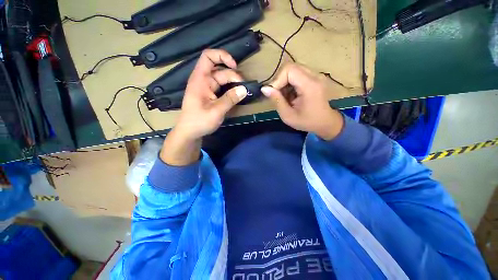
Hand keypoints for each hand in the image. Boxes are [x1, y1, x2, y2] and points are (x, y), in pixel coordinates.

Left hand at [175, 49, 248, 140]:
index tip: (235, 66)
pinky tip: (237, 95)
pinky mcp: (210, 96)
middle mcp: (203, 81)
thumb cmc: (199, 121)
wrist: (190, 133)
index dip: (222, 56)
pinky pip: (222, 88)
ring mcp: (207, 88)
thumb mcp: (216, 111)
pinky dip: (230, 90)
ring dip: (233, 84)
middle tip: (244, 88)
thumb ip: (230, 99)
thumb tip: (244, 89)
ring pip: (222, 80)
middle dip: (233, 76)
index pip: (208, 57)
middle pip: (220, 70)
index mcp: (200, 79)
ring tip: (243, 92)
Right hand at [261, 63, 343, 140]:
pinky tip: (291, 95)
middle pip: (290, 67)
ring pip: (293, 70)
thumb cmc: (307, 122)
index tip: (274, 94)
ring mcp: (316, 75)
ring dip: (284, 82)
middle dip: (280, 81)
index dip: (277, 80)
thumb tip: (264, 88)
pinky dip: (290, 83)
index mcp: (310, 85)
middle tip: (278, 95)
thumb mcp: (288, 116)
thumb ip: (276, 101)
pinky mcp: (314, 77)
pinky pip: (297, 74)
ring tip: (285, 97)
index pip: (289, 69)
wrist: (325, 122)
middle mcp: (315, 76)